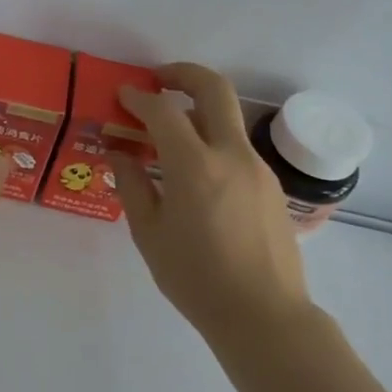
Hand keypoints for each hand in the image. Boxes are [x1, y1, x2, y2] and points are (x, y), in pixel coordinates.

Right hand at [109, 62, 311, 336]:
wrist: (265, 318)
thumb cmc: (196, 279)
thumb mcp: (149, 233)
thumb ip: (132, 185)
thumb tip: (120, 152)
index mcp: (195, 167)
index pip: (162, 110)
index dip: (138, 98)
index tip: (122, 96)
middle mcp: (231, 156)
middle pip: (214, 88)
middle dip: (183, 73)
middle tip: (157, 80)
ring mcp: (257, 168)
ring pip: (228, 118)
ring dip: (198, 110)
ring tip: (169, 135)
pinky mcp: (271, 186)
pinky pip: (236, 148)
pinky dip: (212, 142)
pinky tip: (195, 174)